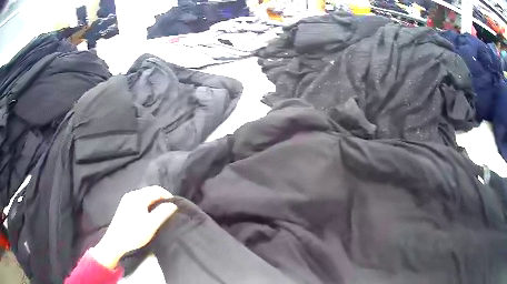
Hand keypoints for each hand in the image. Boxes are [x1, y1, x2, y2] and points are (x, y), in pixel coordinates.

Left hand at [90, 186, 177, 268]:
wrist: (116, 242)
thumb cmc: (134, 233)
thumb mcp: (151, 224)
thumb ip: (163, 212)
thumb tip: (173, 205)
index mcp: (138, 196)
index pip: (156, 189)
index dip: (168, 195)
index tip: (176, 205)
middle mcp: (132, 194)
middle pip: (150, 191)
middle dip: (161, 198)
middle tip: (170, 209)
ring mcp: (126, 200)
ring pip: (144, 196)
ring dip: (154, 201)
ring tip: (162, 212)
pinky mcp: (124, 206)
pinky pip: (139, 200)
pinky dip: (147, 204)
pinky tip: (149, 214)